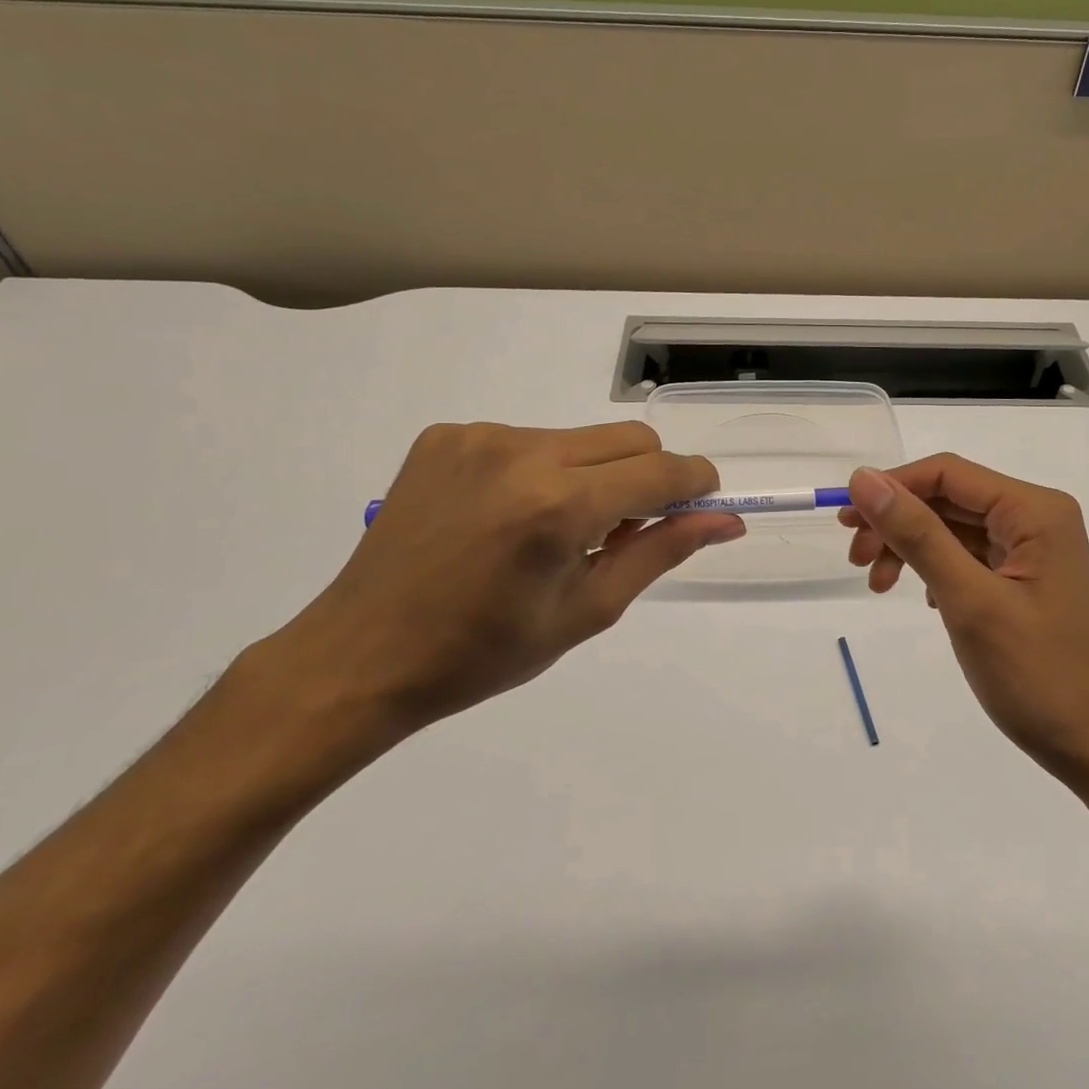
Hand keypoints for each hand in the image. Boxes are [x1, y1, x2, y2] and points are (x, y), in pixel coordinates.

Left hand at [236, 421, 742, 746]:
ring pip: (580, 438)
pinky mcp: (446, 435)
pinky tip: (506, 516)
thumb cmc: (484, 652)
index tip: (701, 506)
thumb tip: (725, 520)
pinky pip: (528, 439)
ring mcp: (479, 436)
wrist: (362, 654)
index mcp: (560, 505)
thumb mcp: (588, 610)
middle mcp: (522, 452)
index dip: (695, 485)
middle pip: (629, 438)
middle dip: (647, 477)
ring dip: (592, 475)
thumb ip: (661, 551)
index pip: (662, 470)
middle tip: (620, 532)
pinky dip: (541, 471)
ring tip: (553, 530)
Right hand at [842, 455, 1088, 786]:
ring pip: (953, 529)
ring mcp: (1033, 551)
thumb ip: (916, 534)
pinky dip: (934, 570)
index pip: (948, 474)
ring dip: (910, 548)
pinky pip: (968, 557)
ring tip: (877, 585)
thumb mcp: (968, 600)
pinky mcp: (1025, 581)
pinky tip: (920, 597)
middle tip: (855, 560)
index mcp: (1035, 511)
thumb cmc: (1038, 675)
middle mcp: (1037, 519)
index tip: (845, 520)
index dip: (892, 487)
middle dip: (897, 523)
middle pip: (948, 499)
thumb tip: (863, 478)